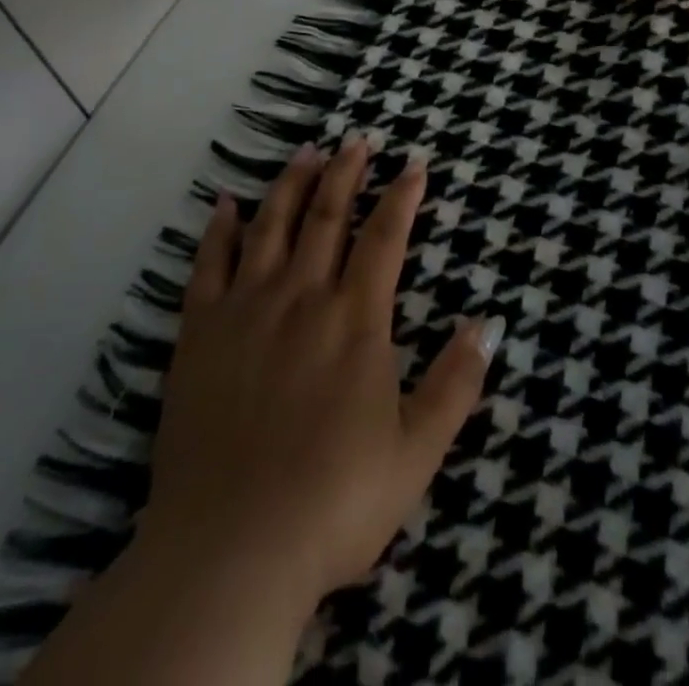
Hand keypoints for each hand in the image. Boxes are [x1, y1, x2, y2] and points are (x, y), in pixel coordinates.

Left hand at [138, 137, 498, 618]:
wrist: (231, 549)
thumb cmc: (334, 503)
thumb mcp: (417, 453)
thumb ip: (455, 384)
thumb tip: (488, 323)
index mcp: (355, 320)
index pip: (385, 238)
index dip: (402, 195)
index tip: (414, 162)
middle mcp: (302, 296)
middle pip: (328, 216)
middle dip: (347, 171)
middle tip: (358, 138)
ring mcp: (247, 309)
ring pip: (272, 225)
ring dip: (291, 183)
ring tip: (306, 151)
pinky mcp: (199, 332)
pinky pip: (209, 264)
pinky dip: (218, 229)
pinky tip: (225, 203)